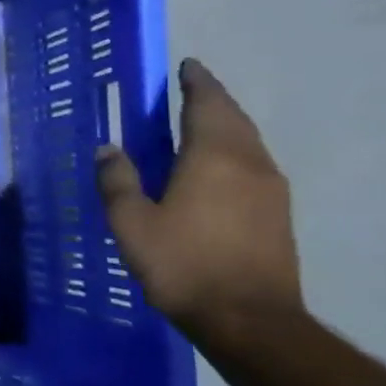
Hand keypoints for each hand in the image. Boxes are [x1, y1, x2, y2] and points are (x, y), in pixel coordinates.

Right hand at [95, 58, 303, 345]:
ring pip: (248, 142)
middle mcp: (250, 163)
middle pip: (233, 118)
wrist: (249, 320)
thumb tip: (108, 148)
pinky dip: (233, 152)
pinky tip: (214, 169)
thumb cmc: (182, 264)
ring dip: (224, 126)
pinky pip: (253, 165)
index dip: (196, 82)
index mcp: (214, 157)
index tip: (186, 66)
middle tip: (189, 89)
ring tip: (198, 125)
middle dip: (212, 99)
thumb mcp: (131, 223)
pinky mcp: (277, 214)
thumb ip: (117, 181)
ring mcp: (271, 189)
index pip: (207, 104)